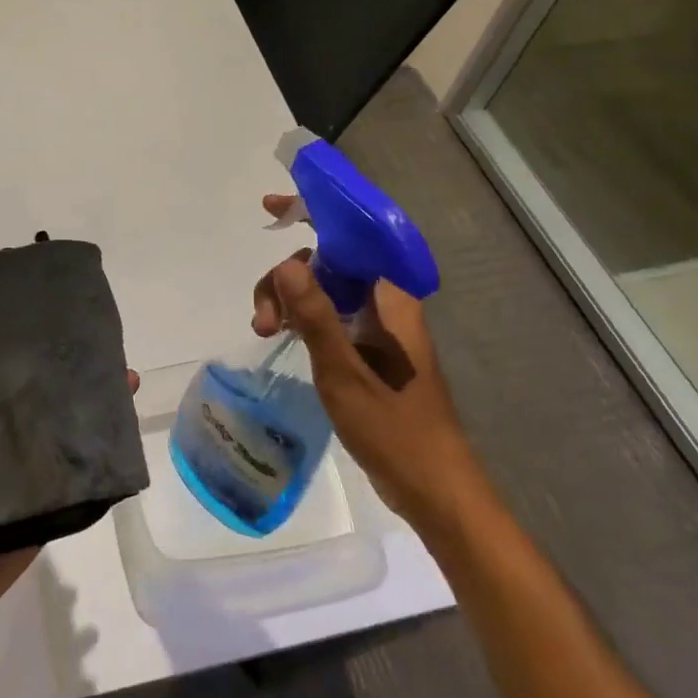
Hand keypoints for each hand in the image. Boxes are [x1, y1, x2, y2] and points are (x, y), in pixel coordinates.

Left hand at [0, 373, 139, 654]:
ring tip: (119, 378)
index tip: (37, 324)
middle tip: (88, 345)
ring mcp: (23, 484)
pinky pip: (73, 486)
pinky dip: (97, 463)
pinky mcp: (42, 515)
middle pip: (33, 410)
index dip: (15, 360)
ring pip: (59, 441)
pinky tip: (119, 434)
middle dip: (60, 381)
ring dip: (87, 414)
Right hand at [253, 195, 481, 530]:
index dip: (313, 213)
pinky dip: (303, 318)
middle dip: (287, 279)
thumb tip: (288, 262)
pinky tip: (281, 334)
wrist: (435, 488)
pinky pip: (330, 315)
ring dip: (290, 301)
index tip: (273, 208)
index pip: (351, 236)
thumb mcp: (344, 371)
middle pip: (328, 263)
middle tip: (262, 320)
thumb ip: (316, 315)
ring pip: (324, 291)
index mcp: (390, 298)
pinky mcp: (370, 350)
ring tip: (264, 332)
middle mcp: (386, 303)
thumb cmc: (394, 428)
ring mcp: (378, 327)